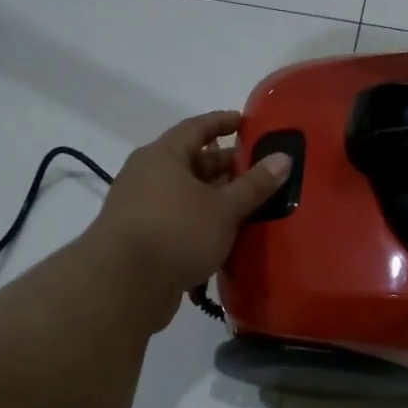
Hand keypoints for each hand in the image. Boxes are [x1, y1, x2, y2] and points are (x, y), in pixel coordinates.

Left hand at [87, 112, 290, 328]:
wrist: (124, 285)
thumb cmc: (177, 231)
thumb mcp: (224, 207)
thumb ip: (254, 184)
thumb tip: (284, 158)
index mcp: (163, 155)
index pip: (197, 128)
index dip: (223, 123)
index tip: (248, 122)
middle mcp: (147, 175)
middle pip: (192, 162)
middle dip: (225, 166)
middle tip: (259, 172)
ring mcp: (141, 209)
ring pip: (186, 195)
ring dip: (215, 199)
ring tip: (250, 206)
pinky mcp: (143, 240)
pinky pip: (179, 221)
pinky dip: (202, 223)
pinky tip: (225, 236)